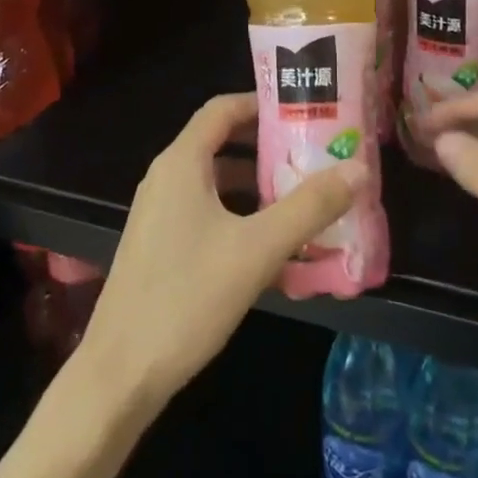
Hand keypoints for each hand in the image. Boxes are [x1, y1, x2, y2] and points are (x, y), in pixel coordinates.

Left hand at [82, 93, 365, 407]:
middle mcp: (166, 180)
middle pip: (223, 145)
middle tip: (317, 157)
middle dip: (270, 149)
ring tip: (307, 201)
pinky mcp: (162, 248)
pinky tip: (277, 250)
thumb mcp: (257, 249)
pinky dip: (242, 219)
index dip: (262, 103)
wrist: (120, 374)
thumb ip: (309, 207)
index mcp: (181, 164)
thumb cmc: (187, 298)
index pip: (222, 109)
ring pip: (218, 185)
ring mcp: (160, 216)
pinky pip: (209, 216)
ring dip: (260, 189)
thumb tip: (357, 168)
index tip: (305, 111)